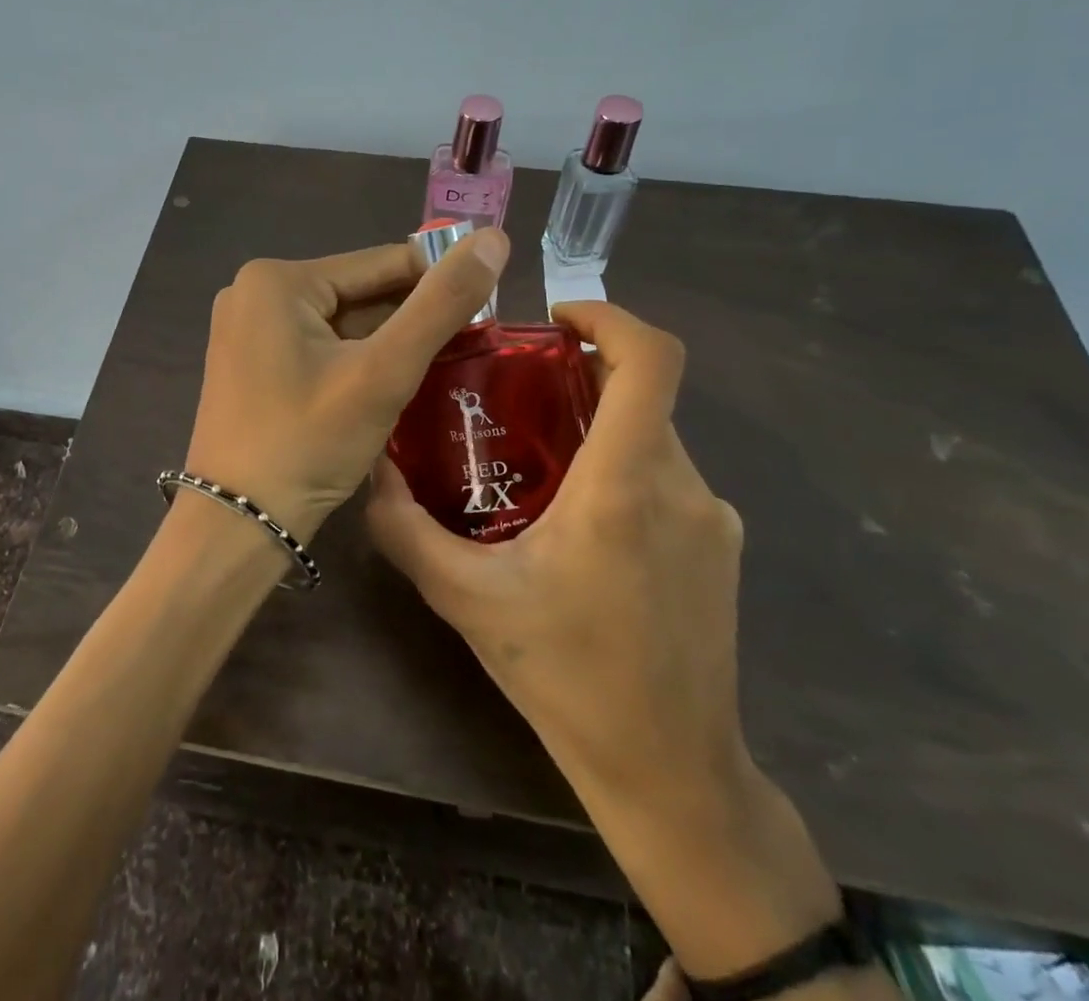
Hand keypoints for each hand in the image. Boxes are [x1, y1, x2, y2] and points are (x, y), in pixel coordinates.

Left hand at [182, 231, 508, 541]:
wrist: (238, 523)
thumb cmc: (308, 443)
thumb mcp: (383, 372)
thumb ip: (441, 304)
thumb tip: (494, 238)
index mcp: (277, 279)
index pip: (382, 263)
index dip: (439, 283)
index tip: (488, 310)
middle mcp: (253, 292)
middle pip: (359, 293)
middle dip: (410, 319)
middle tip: (470, 347)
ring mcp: (246, 328)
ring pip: (340, 322)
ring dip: (385, 343)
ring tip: (441, 367)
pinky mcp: (249, 361)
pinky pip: (316, 346)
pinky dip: (354, 360)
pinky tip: (389, 384)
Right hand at [365, 298, 748, 814]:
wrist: (670, 772)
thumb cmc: (565, 677)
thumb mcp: (464, 598)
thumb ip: (406, 527)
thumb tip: (369, 468)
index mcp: (624, 486)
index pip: (650, 360)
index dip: (609, 316)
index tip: (555, 319)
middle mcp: (681, 486)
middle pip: (641, 393)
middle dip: (580, 375)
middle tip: (515, 393)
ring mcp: (710, 517)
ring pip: (652, 435)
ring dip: (598, 426)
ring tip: (535, 461)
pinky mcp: (719, 546)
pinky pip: (667, 476)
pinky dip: (621, 466)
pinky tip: (577, 521)